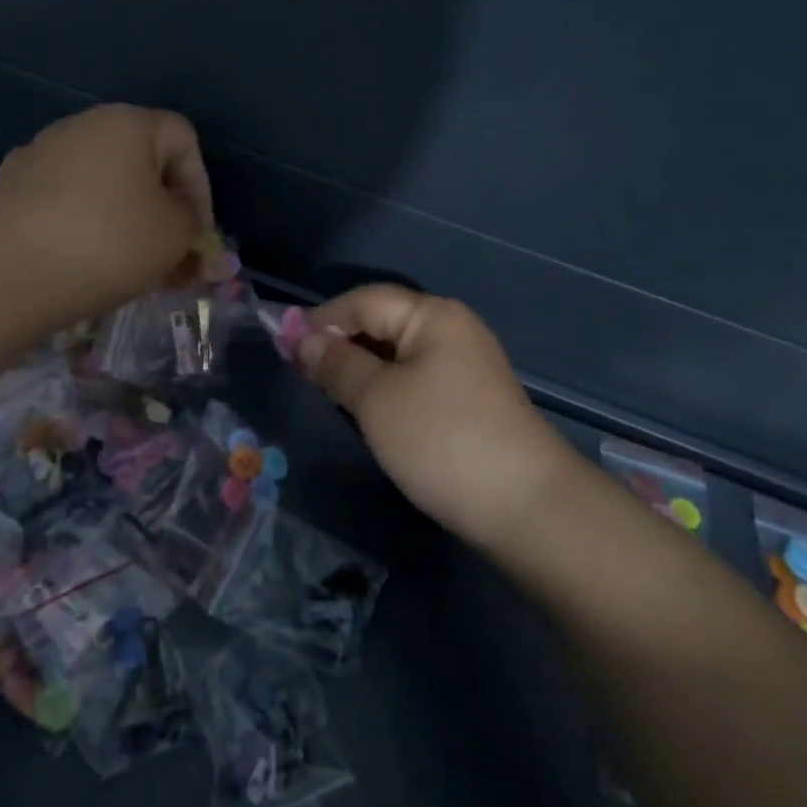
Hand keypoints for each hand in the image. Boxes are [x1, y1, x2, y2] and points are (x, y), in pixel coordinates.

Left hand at [0, 105, 213, 324]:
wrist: (9, 273)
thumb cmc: (109, 242)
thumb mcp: (176, 234)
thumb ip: (193, 222)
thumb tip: (183, 220)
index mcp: (127, 123)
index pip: (184, 140)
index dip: (201, 187)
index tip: (197, 232)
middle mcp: (82, 126)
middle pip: (142, 163)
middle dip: (164, 210)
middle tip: (172, 255)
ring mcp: (41, 154)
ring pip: (105, 185)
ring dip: (128, 220)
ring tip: (133, 267)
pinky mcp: (12, 188)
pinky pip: (68, 202)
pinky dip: (87, 225)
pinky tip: (89, 261)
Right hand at [296, 285, 580, 550]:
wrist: (525, 506)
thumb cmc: (441, 439)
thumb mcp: (377, 399)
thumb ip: (337, 364)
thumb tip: (304, 340)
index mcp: (433, 315)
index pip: (364, 300)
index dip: (321, 319)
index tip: (281, 346)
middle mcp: (452, 330)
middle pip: (382, 323)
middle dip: (339, 344)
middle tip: (298, 374)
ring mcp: (464, 367)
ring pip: (397, 355)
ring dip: (360, 369)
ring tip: (325, 393)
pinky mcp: (468, 402)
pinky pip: (414, 381)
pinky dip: (384, 390)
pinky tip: (366, 412)